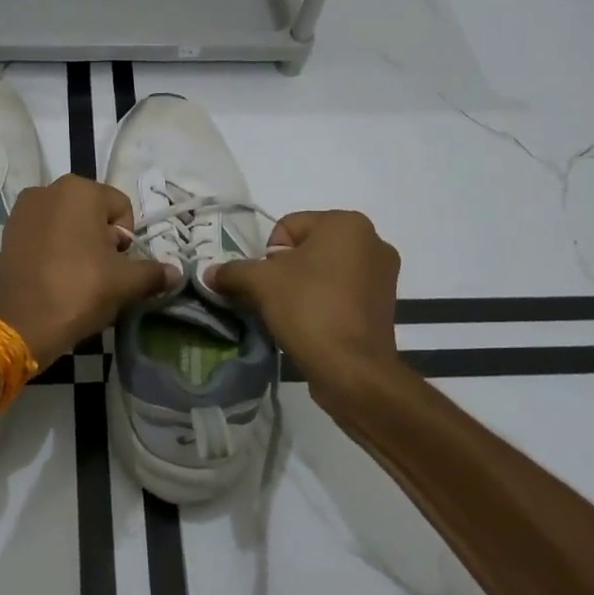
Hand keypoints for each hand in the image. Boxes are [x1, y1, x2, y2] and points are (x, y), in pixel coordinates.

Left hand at [0, 175, 178, 364]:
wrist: (21, 324)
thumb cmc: (79, 291)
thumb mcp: (125, 283)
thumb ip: (153, 273)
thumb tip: (176, 272)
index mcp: (79, 190)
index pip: (121, 208)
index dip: (126, 239)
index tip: (117, 265)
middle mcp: (48, 189)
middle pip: (92, 212)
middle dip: (101, 239)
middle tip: (99, 272)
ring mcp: (23, 210)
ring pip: (67, 222)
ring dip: (78, 243)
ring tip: (76, 276)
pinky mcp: (8, 232)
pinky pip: (43, 233)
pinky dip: (53, 248)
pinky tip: (54, 275)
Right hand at [206, 210, 400, 387]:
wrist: (352, 370)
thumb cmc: (309, 309)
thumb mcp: (260, 283)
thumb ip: (232, 271)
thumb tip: (209, 273)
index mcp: (347, 224)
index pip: (288, 226)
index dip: (268, 255)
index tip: (266, 283)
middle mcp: (372, 242)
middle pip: (307, 248)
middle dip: (285, 271)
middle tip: (274, 299)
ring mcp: (383, 276)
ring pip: (324, 272)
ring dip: (303, 288)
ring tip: (291, 315)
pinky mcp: (383, 306)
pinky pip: (341, 293)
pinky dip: (323, 303)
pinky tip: (311, 326)